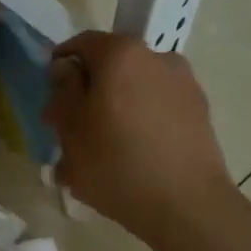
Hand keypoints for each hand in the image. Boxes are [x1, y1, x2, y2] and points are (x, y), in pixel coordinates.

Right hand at [45, 31, 238, 245]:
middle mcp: (157, 58)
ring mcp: (184, 85)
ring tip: (100, 151)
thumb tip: (66, 70)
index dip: (60, 67)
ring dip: (114, 110)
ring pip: (134, 90)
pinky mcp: (199, 113)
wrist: (188, 207)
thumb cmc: (116, 164)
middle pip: (111, 67)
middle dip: (88, 92)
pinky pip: (157, 109)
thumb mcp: (70, 129)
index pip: (81, 43)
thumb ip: (63, 91)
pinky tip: (129, 159)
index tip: (51, 98)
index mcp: (121, 54)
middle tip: (71, 129)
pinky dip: (139, 124)